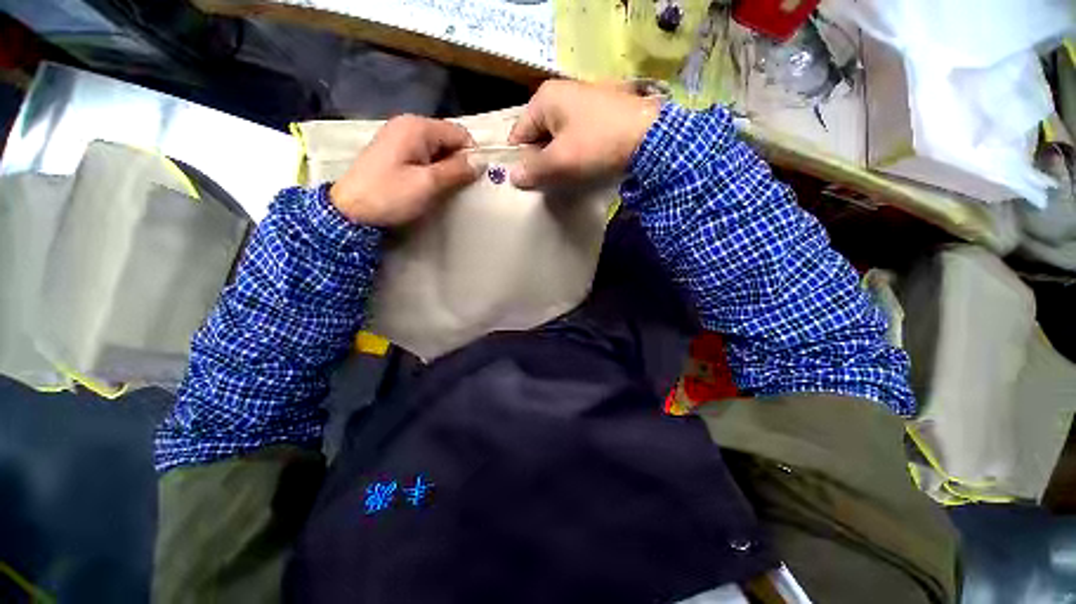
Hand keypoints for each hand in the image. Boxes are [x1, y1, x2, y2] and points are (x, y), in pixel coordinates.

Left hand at [330, 115, 479, 225]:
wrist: (350, 211)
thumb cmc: (390, 195)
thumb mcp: (428, 184)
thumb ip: (457, 170)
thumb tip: (481, 162)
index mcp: (417, 127)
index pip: (460, 133)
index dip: (471, 154)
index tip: (473, 179)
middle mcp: (408, 125)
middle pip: (448, 139)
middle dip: (458, 161)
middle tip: (458, 187)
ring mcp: (399, 137)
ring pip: (437, 149)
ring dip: (446, 167)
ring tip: (443, 188)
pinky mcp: (394, 151)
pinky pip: (424, 155)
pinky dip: (433, 168)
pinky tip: (429, 185)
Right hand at [507, 80, 660, 189]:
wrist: (650, 138)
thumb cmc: (597, 145)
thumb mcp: (559, 162)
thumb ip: (532, 170)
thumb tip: (513, 177)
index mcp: (545, 98)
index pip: (519, 134)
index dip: (521, 160)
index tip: (531, 181)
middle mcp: (561, 93)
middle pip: (538, 135)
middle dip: (542, 160)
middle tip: (552, 180)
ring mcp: (583, 101)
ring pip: (558, 138)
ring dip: (559, 159)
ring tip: (569, 175)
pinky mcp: (599, 112)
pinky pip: (576, 136)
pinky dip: (575, 152)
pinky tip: (584, 164)